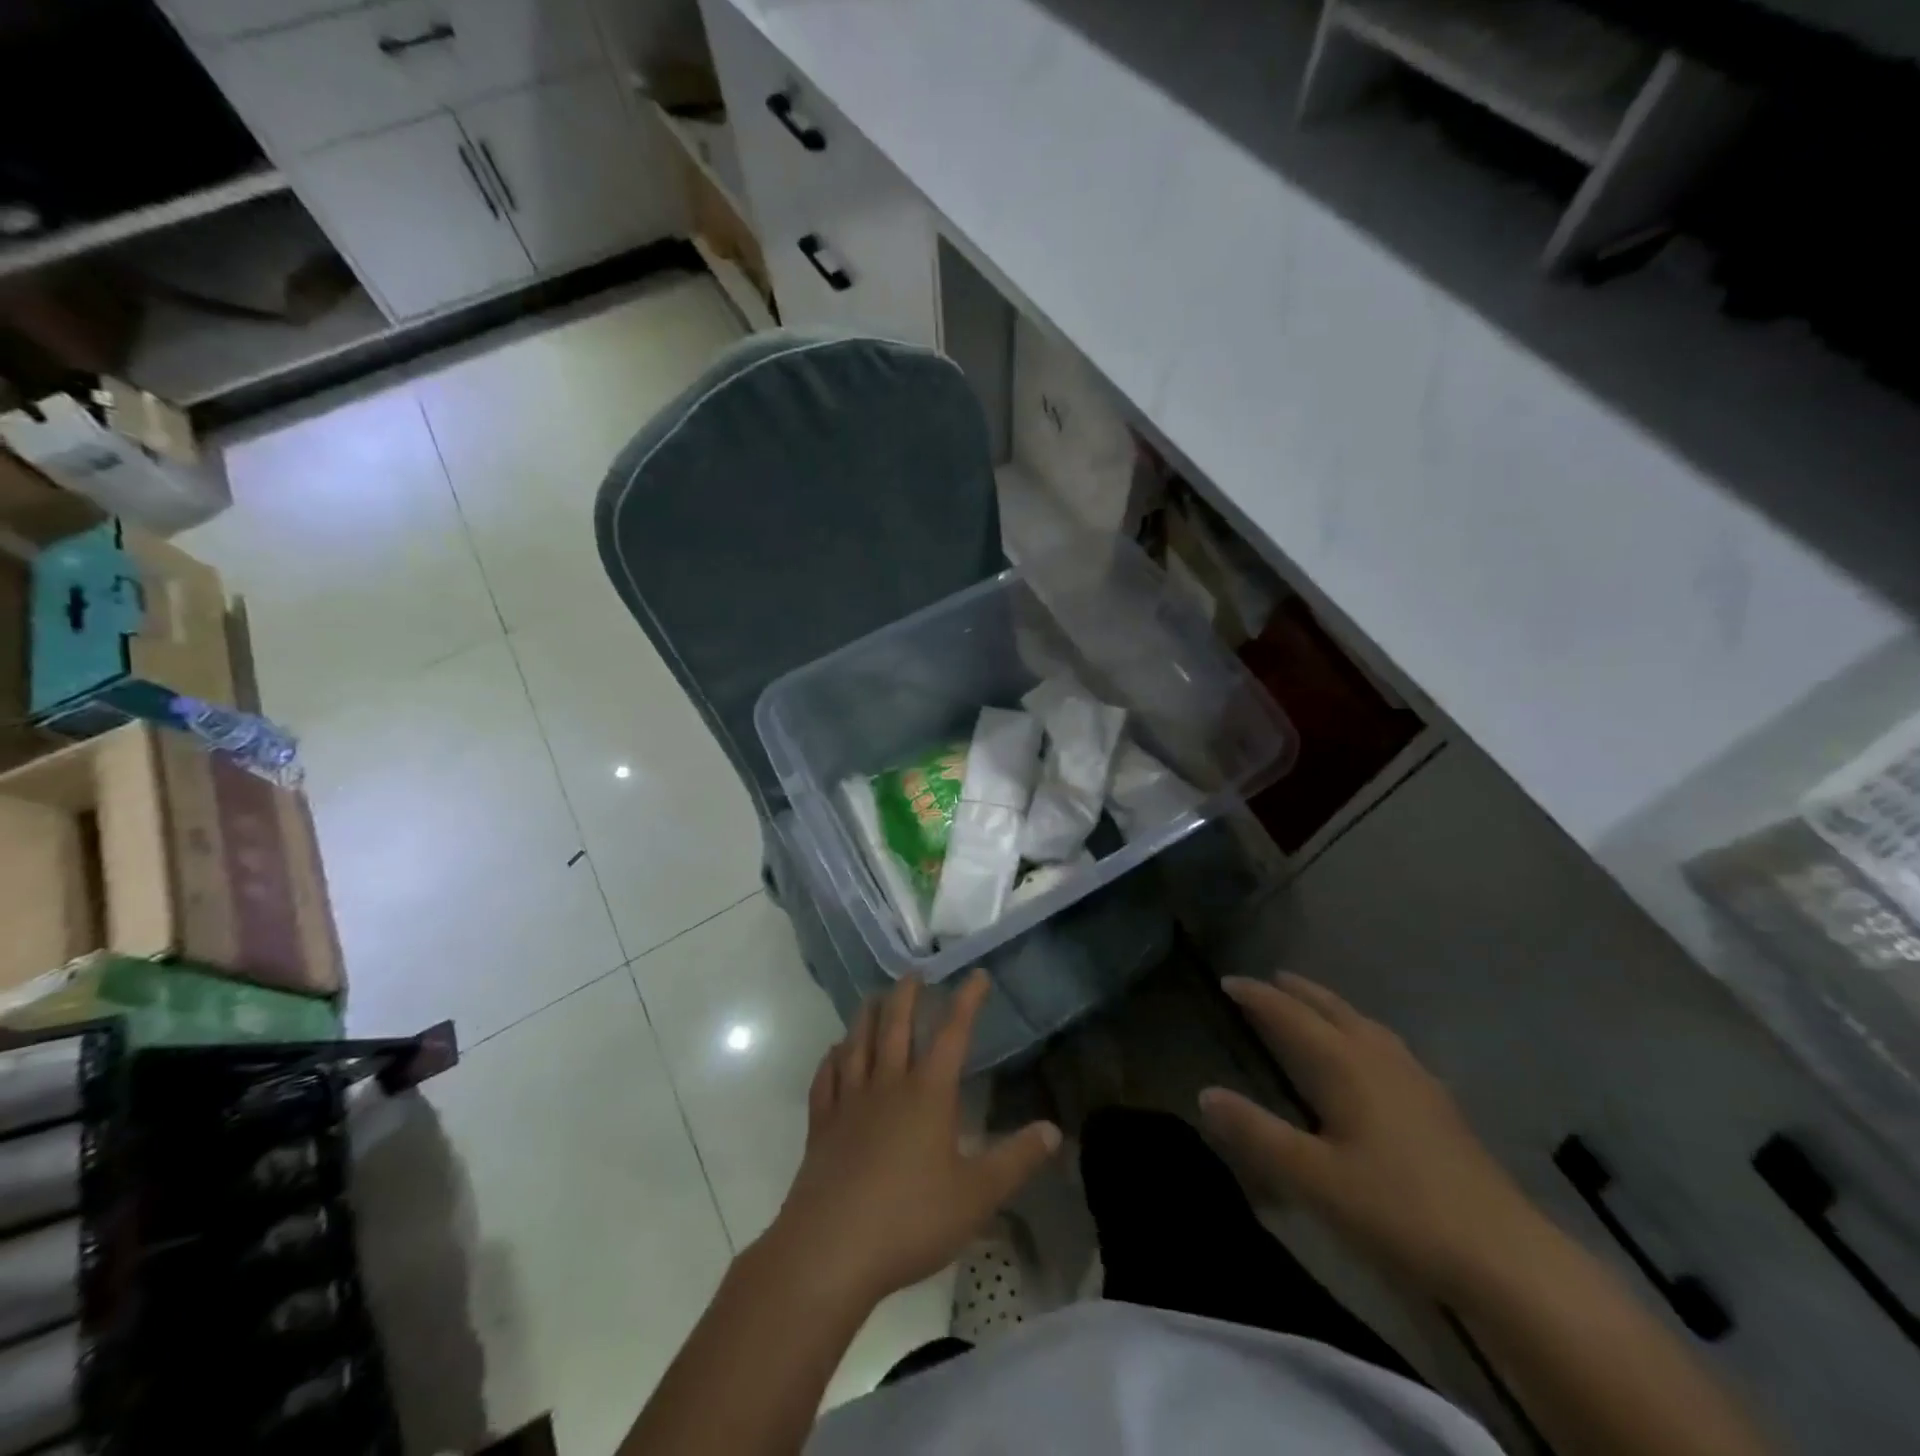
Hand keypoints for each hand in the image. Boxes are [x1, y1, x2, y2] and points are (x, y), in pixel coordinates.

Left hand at [759, 969, 1060, 1310]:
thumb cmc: (911, 1219)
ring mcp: (849, 1103)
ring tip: (873, 998)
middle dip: (907, 996)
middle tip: (914, 973)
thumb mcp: (977, 1195)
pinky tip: (833, 1053)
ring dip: (867, 1016)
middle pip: (896, 1026)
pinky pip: (825, 1080)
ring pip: (858, 1044)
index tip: (976, 974)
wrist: (831, 1249)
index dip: (967, 1001)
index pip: (952, 1034)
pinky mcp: (821, 1126)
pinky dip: (830, 1060)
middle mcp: (887, 1085)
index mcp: (928, 1093)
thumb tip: (1053, 1129)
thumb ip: (1016, 1159)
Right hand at [1199, 973, 1544, 1299]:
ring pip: (1365, 1024)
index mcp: (1344, 1064)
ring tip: (1315, 1006)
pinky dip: (1362, 1033)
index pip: (1289, 1015)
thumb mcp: (1313, 1177)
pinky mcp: (1439, 1105)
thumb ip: (1256, 1133)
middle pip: (1332, 1009)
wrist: (1505, 1258)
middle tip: (1271, 978)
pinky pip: (1387, 1046)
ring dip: (1332, 1008)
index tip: (1228, 981)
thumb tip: (1204, 1093)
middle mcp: (1379, 1057)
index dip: (1257, 996)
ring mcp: (1416, 1079)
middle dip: (1298, 992)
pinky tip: (1371, 1058)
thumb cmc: (1398, 1210)